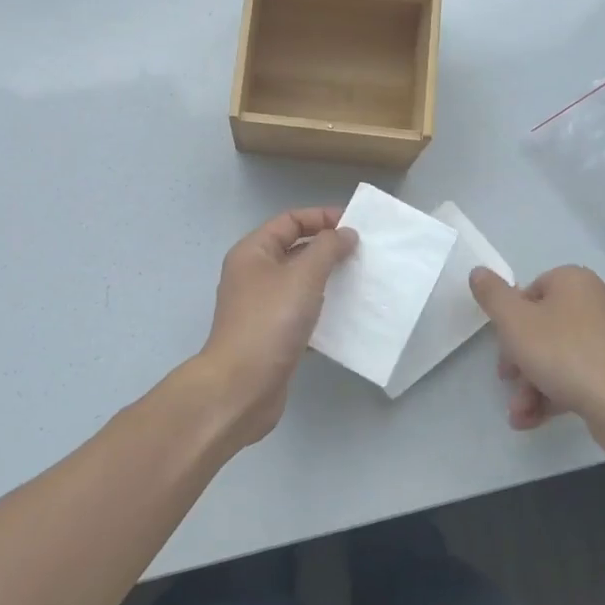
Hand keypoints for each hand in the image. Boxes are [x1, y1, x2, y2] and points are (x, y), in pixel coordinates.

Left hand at [193, 207, 357, 448]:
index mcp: (253, 252)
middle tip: (363, 254)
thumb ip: (327, 249)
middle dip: (328, 249)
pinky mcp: (272, 336)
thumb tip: (345, 233)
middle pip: (295, 250)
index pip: (290, 221)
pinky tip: (348, 318)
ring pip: (300, 283)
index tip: (355, 226)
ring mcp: (262, 307)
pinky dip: (323, 312)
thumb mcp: (303, 276)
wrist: (242, 387)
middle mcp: (253, 275)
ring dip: (329, 281)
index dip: (321, 217)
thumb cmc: (270, 321)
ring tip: (361, 282)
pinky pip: (302, 313)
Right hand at [469, 265, 604, 460]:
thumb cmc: (564, 354)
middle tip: (507, 381)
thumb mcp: (514, 322)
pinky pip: (579, 374)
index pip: (530, 292)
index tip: (502, 348)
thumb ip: (492, 295)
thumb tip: (478, 271)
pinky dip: (555, 393)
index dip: (509, 321)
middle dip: (519, 361)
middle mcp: (597, 301)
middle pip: (543, 327)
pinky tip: (534, 419)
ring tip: (519, 414)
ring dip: (531, 384)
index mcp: (574, 281)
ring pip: (558, 355)